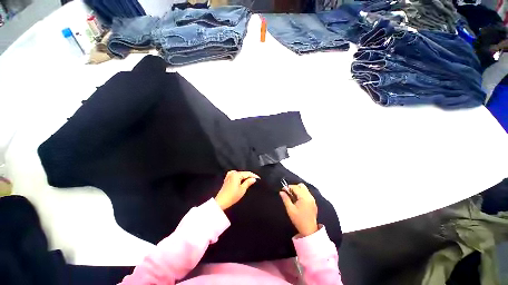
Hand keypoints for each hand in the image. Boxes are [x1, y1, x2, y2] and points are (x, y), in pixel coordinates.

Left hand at [215, 170, 259, 209]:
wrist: (221, 202)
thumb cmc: (232, 196)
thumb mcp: (242, 189)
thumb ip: (248, 182)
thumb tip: (253, 179)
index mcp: (236, 174)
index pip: (247, 173)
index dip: (254, 176)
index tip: (259, 179)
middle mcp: (232, 173)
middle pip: (243, 173)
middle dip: (249, 176)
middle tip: (255, 180)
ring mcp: (229, 175)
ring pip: (240, 175)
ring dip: (245, 177)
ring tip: (250, 181)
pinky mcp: (227, 179)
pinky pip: (236, 176)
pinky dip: (240, 178)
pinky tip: (242, 181)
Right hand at [280, 183, 318, 236]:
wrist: (309, 230)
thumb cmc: (299, 220)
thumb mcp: (290, 210)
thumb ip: (285, 199)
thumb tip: (281, 192)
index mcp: (304, 198)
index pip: (295, 187)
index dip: (288, 187)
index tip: (283, 190)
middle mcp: (309, 196)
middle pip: (301, 186)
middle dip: (294, 187)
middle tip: (289, 193)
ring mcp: (312, 199)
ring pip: (304, 189)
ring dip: (298, 190)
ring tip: (293, 197)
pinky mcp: (313, 202)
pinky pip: (307, 193)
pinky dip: (301, 194)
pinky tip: (298, 200)